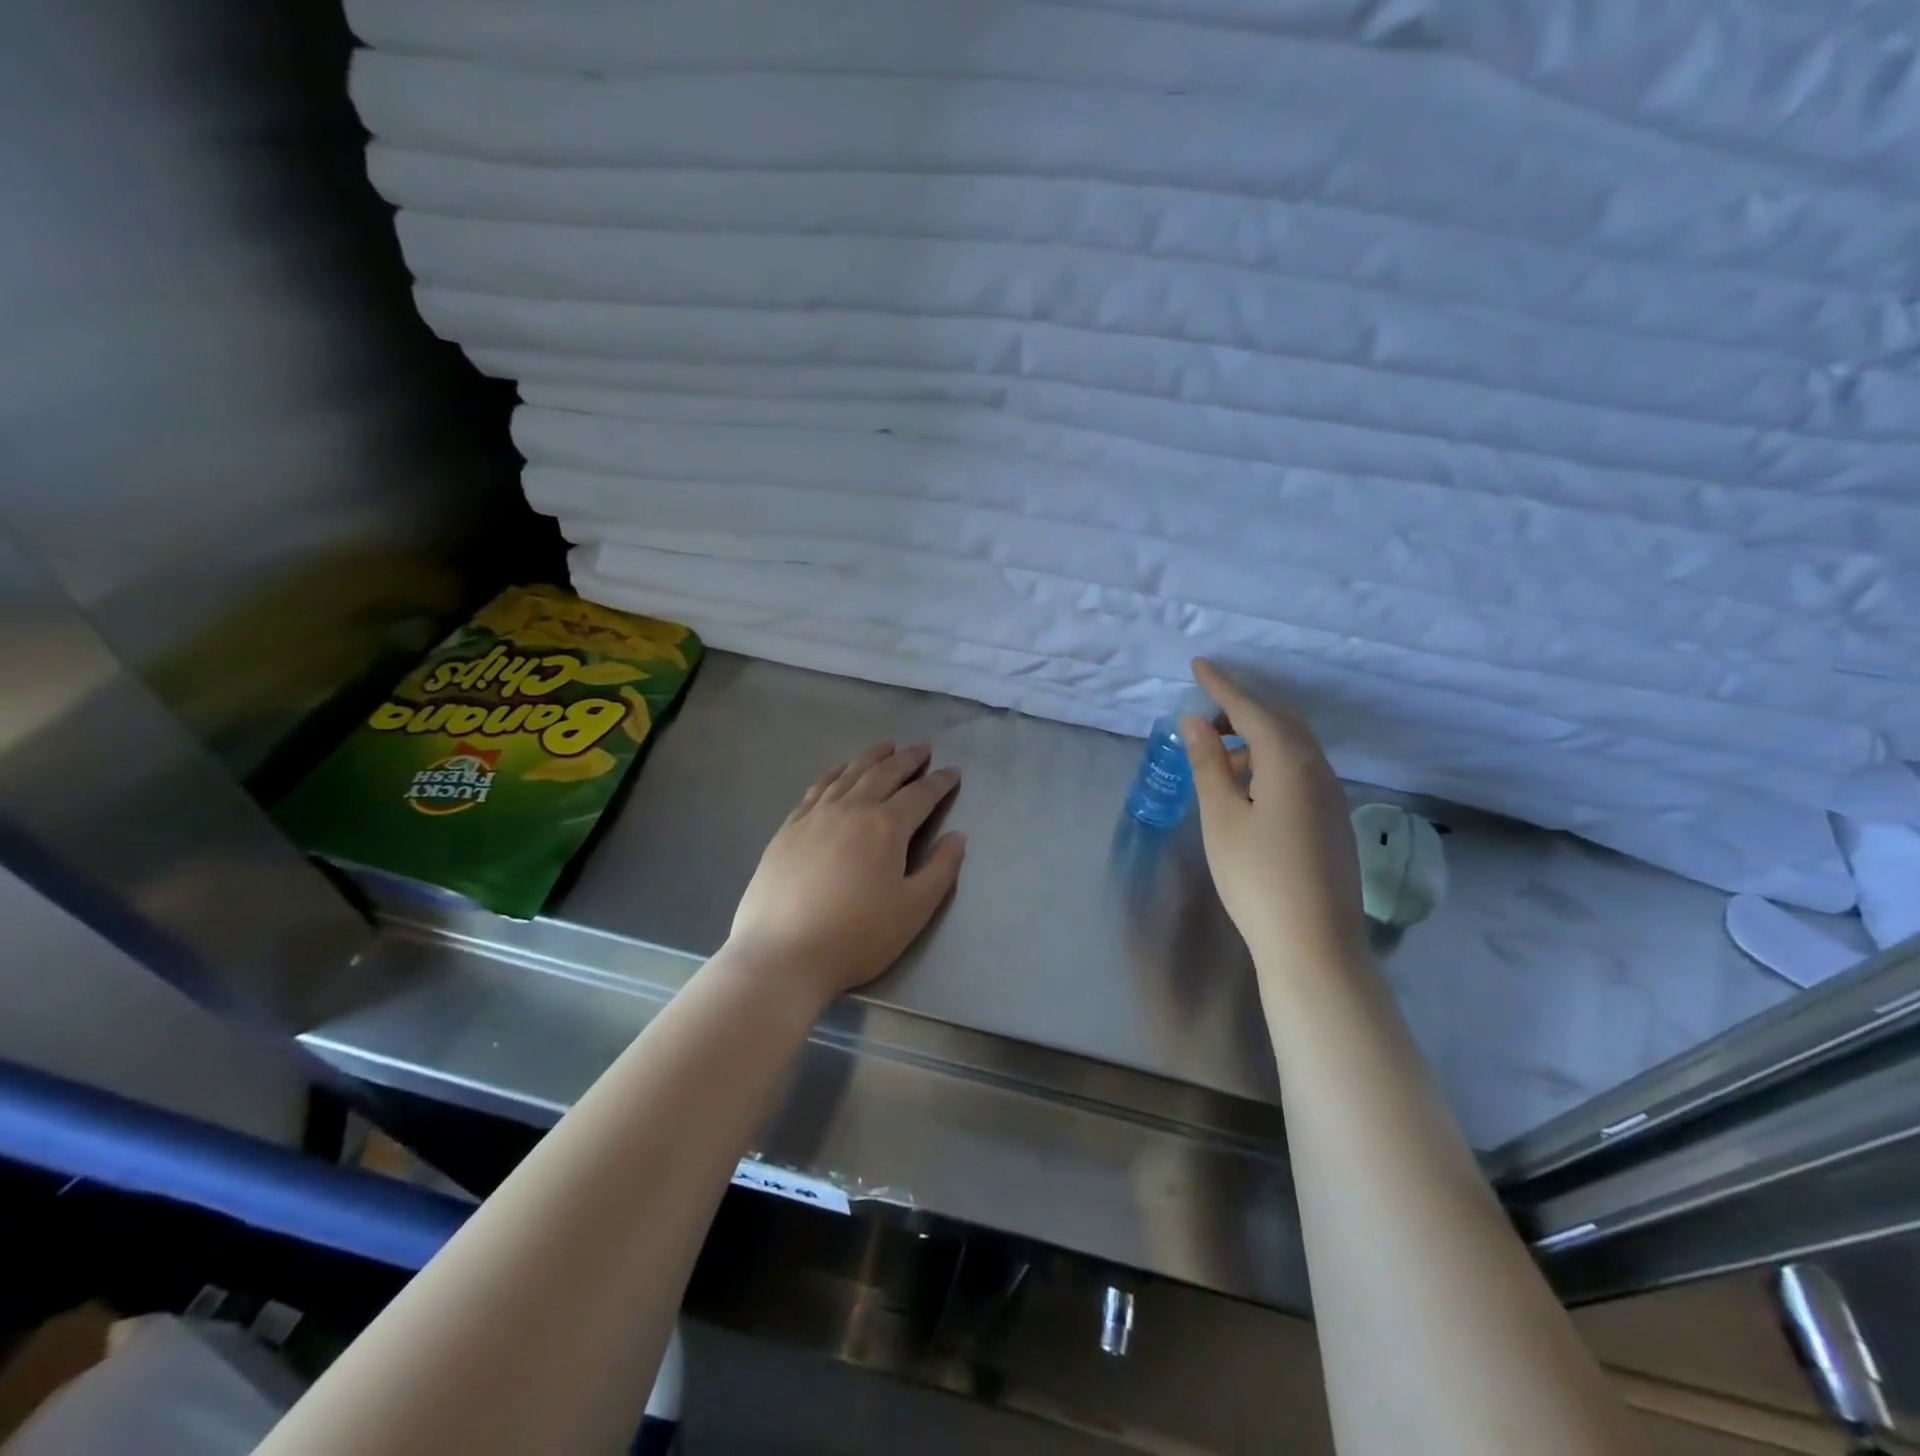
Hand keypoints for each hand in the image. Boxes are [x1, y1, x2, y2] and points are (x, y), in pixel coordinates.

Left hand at [728, 742, 965, 1006]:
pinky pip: (816, 788)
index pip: (920, 794)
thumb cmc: (857, 937)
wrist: (782, 954)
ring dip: (871, 757)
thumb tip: (958, 836)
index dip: (940, 782)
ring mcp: (815, 816)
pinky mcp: (788, 829)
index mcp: (885, 827)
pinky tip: (838, 770)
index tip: (954, 772)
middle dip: (907, 759)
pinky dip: (833, 773)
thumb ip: (941, 869)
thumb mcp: (913, 910)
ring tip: (886, 747)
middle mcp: (851, 809)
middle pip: (883, 774)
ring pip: (848, 774)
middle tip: (923, 749)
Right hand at [1182, 659, 1365, 975]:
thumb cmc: (1257, 877)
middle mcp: (1319, 770)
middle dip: (1242, 708)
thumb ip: (1209, 764)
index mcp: (1290, 763)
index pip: (1252, 710)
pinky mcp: (1333, 820)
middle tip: (1204, 712)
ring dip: (1255, 738)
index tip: (1199, 664)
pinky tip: (1248, 788)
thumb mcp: (1222, 817)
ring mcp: (1332, 796)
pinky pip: (1300, 770)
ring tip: (1218, 755)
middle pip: (1280, 722)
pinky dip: (1270, 762)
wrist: (1314, 945)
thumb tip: (1195, 723)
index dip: (1223, 686)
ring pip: (1292, 747)